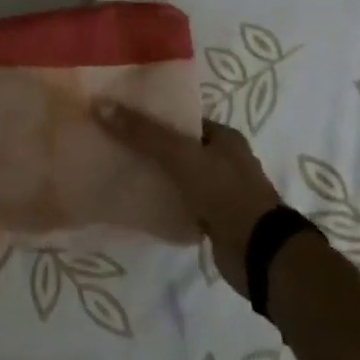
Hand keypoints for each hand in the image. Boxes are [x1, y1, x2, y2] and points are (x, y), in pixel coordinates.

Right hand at [93, 102, 281, 298]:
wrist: (260, 254)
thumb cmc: (225, 192)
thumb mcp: (181, 156)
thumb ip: (142, 133)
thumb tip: (100, 105)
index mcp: (224, 137)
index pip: (182, 118)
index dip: (152, 115)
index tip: (120, 115)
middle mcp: (225, 160)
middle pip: (178, 146)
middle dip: (149, 146)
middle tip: (113, 142)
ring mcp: (221, 192)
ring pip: (178, 176)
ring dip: (155, 175)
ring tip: (118, 169)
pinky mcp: (214, 220)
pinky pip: (181, 202)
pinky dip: (163, 201)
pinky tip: (138, 200)